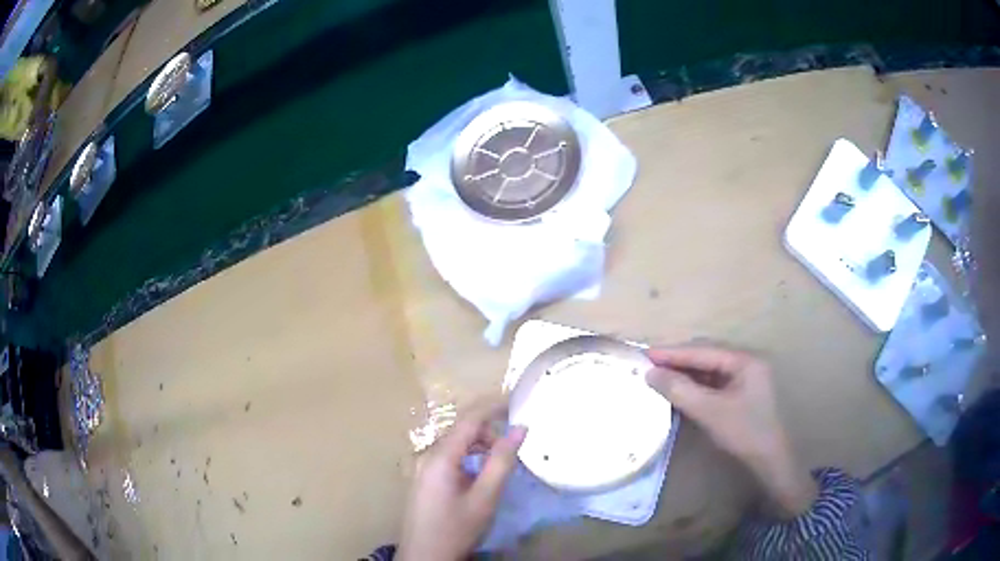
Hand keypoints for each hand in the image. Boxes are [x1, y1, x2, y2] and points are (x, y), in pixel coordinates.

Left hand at [397, 399, 526, 560]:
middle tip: (515, 443)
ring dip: (480, 444)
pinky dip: (469, 456)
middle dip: (489, 429)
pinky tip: (482, 471)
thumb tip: (520, 429)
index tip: (517, 400)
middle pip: (461, 429)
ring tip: (502, 458)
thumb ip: (502, 461)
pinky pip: (449, 456)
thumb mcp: (485, 497)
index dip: (493, 405)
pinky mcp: (424, 478)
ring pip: (455, 443)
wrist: (425, 555)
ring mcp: (423, 466)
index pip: (468, 419)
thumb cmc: (456, 528)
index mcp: (440, 456)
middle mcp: (427, 455)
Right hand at [645, 345, 816, 517]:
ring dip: (686, 372)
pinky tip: (680, 389)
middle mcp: (746, 361)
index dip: (673, 352)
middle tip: (649, 364)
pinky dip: (695, 384)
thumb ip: (680, 390)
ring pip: (709, 368)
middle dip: (678, 360)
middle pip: (707, 355)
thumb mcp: (710, 412)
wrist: (769, 460)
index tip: (645, 354)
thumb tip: (651, 373)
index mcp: (744, 360)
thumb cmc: (744, 432)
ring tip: (660, 375)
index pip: (703, 350)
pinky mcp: (741, 391)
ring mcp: (745, 376)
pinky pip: (714, 381)